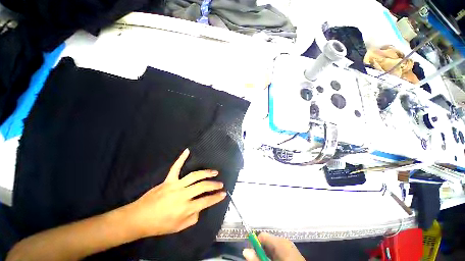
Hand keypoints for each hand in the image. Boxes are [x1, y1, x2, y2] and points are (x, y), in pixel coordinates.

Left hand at [127, 148, 226, 237]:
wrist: (138, 218)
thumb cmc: (159, 225)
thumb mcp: (179, 227)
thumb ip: (193, 218)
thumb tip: (200, 208)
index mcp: (185, 208)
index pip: (206, 201)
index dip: (216, 197)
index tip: (223, 194)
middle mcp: (182, 195)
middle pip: (202, 186)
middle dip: (214, 185)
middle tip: (220, 184)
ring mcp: (175, 185)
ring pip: (194, 176)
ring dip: (206, 173)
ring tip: (214, 172)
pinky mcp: (168, 180)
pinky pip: (176, 167)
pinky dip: (181, 158)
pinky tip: (187, 150)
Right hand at [242, 233, 304, 260]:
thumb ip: (257, 259)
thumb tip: (245, 250)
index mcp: (280, 240)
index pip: (262, 236)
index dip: (255, 245)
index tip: (253, 255)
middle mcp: (284, 240)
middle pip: (267, 241)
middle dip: (261, 250)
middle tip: (260, 260)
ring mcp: (289, 246)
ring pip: (272, 247)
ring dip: (267, 254)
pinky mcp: (292, 252)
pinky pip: (278, 251)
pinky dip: (274, 256)